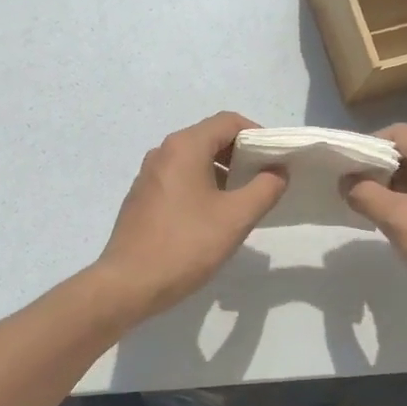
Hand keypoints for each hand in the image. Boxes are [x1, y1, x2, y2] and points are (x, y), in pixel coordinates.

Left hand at [94, 112, 286, 319]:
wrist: (128, 284)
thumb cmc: (186, 245)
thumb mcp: (236, 218)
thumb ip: (264, 189)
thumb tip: (278, 171)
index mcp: (184, 147)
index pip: (228, 121)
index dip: (257, 134)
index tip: (275, 159)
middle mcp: (163, 152)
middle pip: (210, 137)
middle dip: (241, 154)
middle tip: (264, 180)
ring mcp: (149, 174)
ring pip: (194, 159)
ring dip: (222, 171)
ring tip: (242, 200)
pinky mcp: (142, 196)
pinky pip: (179, 177)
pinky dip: (201, 184)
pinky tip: (212, 216)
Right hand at [344, 123, 406, 336]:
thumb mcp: (402, 221)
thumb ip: (367, 195)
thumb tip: (347, 181)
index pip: (399, 133)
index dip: (369, 146)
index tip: (345, 169)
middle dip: (377, 169)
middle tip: (351, 192)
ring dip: (390, 190)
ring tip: (367, 211)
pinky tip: (395, 229)